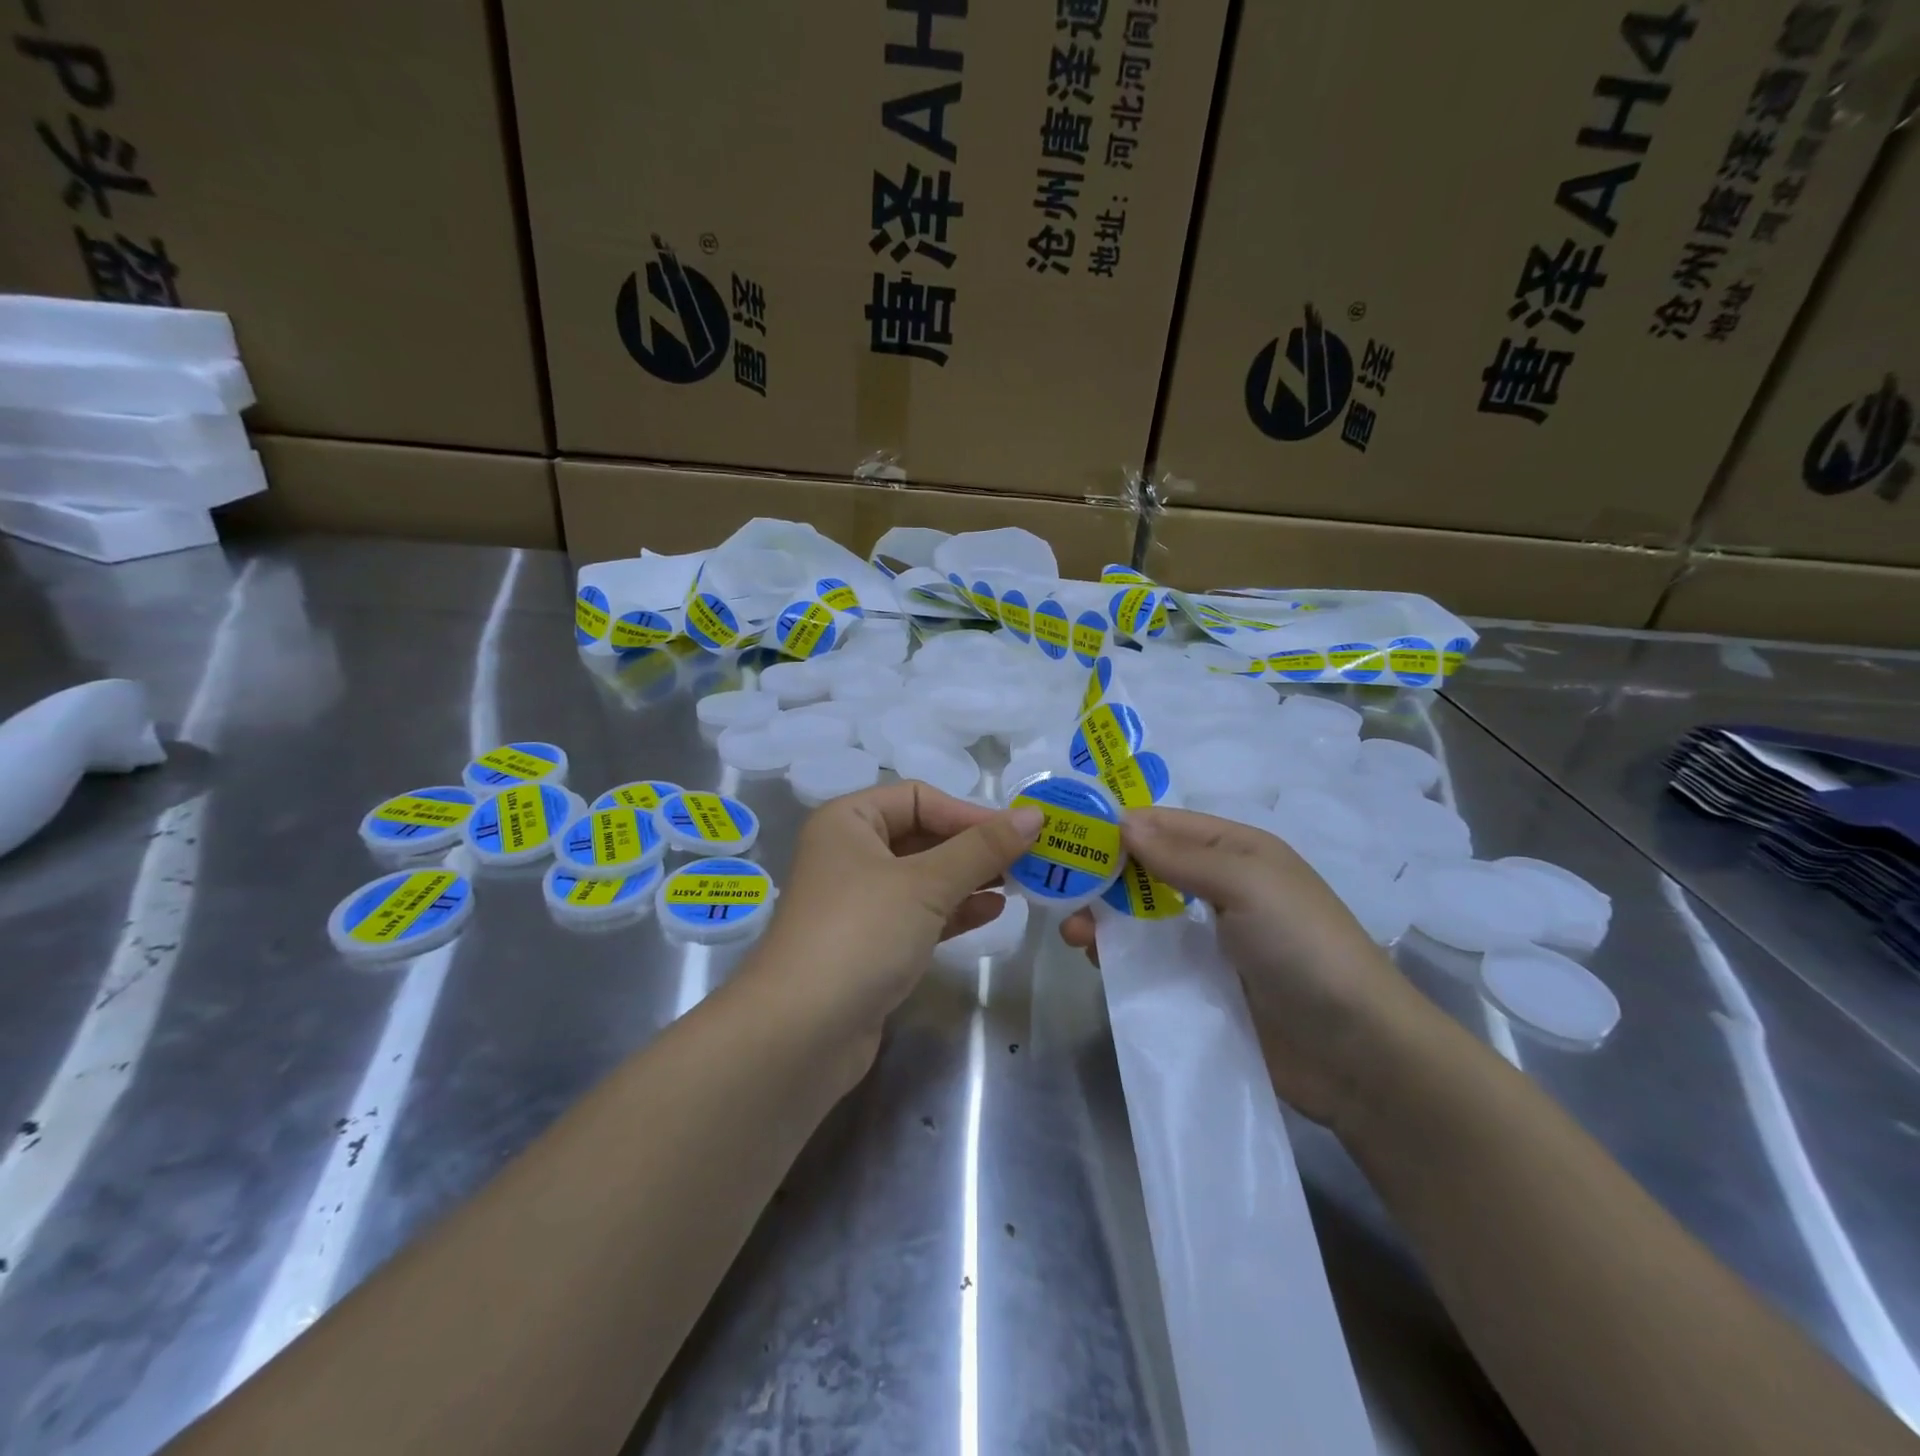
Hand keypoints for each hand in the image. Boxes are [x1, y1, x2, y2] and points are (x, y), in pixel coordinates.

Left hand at [746, 781, 1041, 1076]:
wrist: (800, 1033)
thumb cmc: (861, 933)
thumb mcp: (926, 883)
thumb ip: (982, 848)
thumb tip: (1034, 816)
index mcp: (848, 821)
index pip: (918, 798)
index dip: (968, 812)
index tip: (1019, 832)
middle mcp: (849, 853)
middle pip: (922, 835)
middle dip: (973, 846)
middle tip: (1028, 858)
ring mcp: (858, 902)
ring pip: (923, 877)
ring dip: (969, 878)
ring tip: (1020, 883)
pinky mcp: (870, 944)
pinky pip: (919, 914)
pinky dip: (955, 910)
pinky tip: (994, 911)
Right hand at [1062, 807, 1435, 1128]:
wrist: (1358, 1053)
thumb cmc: (1304, 947)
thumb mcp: (1248, 883)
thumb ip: (1181, 855)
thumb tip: (1122, 822)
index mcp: (1236, 851)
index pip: (1164, 825)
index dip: (1117, 826)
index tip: (1066, 834)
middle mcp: (1220, 888)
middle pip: (1147, 870)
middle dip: (1103, 875)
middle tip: (1060, 890)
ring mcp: (1210, 940)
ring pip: (1142, 916)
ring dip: (1105, 916)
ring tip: (1073, 932)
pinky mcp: (1201, 986)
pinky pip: (1150, 960)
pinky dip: (1120, 954)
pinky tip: (1096, 959)